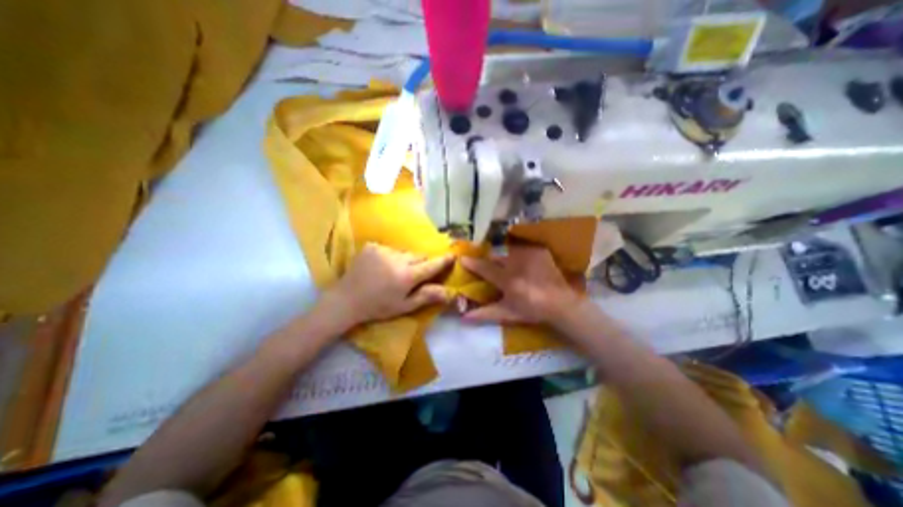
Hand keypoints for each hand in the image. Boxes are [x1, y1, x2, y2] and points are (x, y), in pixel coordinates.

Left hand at [330, 242, 451, 327]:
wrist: (346, 300)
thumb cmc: (378, 307)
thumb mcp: (404, 306)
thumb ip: (427, 296)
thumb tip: (449, 292)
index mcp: (407, 276)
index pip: (431, 265)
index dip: (443, 261)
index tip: (452, 255)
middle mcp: (398, 259)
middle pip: (418, 256)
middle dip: (421, 263)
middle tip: (414, 274)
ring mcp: (383, 250)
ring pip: (404, 252)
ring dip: (405, 259)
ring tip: (395, 271)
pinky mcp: (372, 246)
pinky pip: (390, 249)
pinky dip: (390, 256)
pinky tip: (381, 266)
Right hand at [462, 244, 581, 322]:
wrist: (561, 303)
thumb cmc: (532, 310)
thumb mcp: (507, 313)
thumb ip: (485, 314)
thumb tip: (463, 317)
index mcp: (508, 280)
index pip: (485, 268)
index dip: (472, 264)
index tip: (462, 259)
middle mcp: (517, 263)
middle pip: (496, 257)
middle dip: (491, 261)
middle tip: (493, 268)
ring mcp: (529, 255)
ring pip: (509, 252)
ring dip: (506, 258)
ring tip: (512, 269)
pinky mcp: (539, 251)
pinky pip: (523, 249)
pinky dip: (520, 255)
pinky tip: (524, 265)